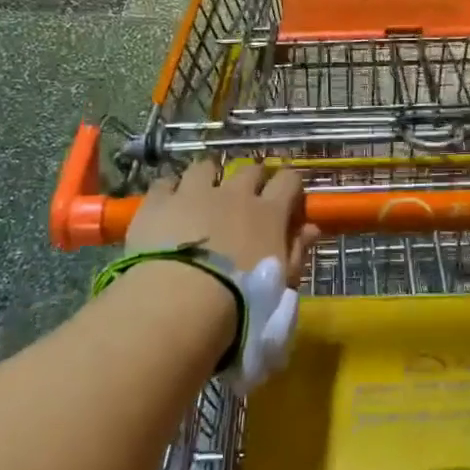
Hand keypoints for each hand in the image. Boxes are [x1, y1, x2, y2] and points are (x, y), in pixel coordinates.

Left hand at [126, 160, 319, 282]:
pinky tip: (169, 203)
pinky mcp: (158, 202)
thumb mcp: (281, 284)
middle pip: (250, 170)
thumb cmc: (242, 300)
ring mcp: (194, 193)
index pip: (289, 181)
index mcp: (269, 213)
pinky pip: (166, 182)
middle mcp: (234, 193)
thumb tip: (311, 229)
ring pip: (205, 167)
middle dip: (252, 179)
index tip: (289, 200)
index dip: (290, 186)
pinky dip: (171, 189)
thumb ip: (297, 252)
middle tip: (248, 198)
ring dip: (209, 176)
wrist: (180, 301)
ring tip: (204, 192)